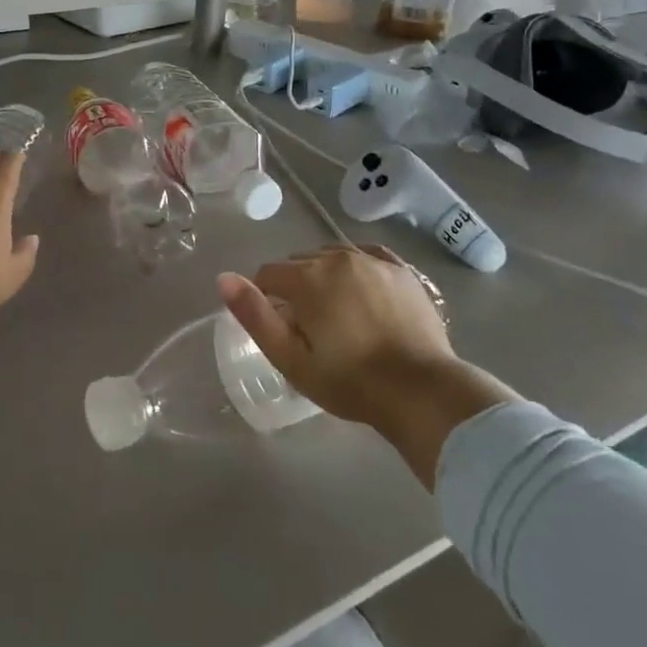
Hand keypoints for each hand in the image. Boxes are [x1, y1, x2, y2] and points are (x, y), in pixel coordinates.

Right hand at [217, 245, 456, 433]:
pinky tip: (360, 288)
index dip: (265, 299)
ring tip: (336, 314)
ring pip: (332, 257)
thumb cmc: (350, 381)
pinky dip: (356, 267)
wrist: (422, 391)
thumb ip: (255, 315)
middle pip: (300, 263)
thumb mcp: (291, 359)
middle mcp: (338, 257)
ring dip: (325, 277)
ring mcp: (373, 260)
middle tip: (308, 328)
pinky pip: (367, 255)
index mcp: (308, 278)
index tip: (280, 328)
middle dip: (296, 288)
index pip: (268, 274)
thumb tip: (224, 278)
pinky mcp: (402, 270)